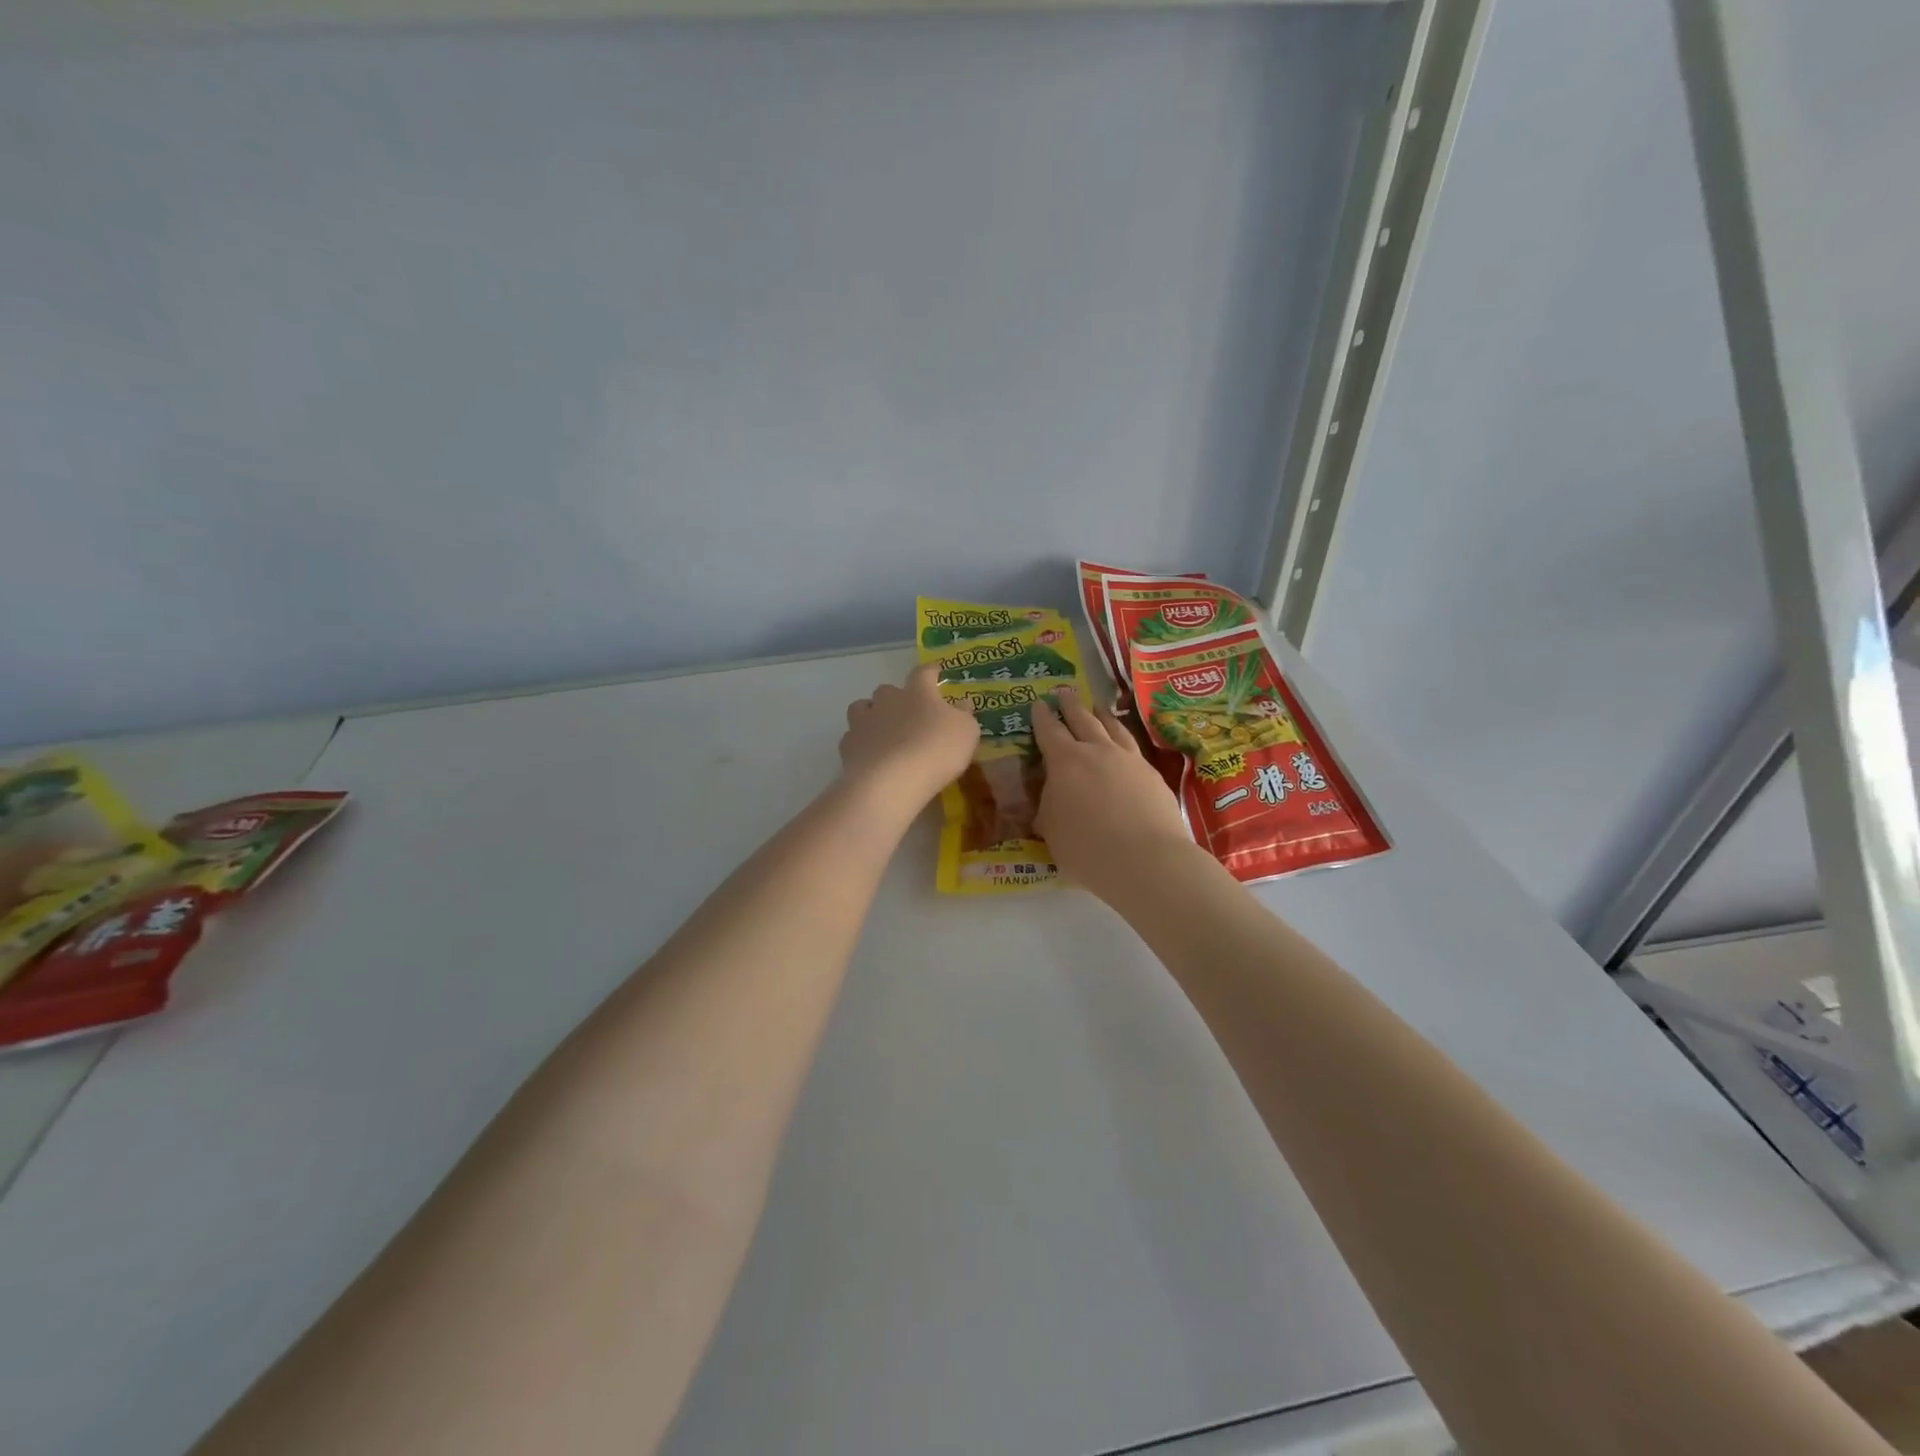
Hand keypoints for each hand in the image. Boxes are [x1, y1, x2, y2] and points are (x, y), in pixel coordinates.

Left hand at [839, 663, 981, 814]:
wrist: (890, 781)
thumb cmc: (936, 750)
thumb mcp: (966, 732)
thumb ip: (964, 715)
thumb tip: (962, 703)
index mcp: (918, 692)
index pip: (924, 672)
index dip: (931, 671)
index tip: (936, 670)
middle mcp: (887, 700)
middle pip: (887, 690)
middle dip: (896, 698)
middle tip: (908, 713)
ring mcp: (863, 722)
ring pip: (862, 708)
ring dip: (872, 715)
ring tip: (882, 730)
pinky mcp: (848, 746)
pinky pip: (853, 737)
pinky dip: (861, 742)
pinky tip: (870, 755)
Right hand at [1032, 688, 1194, 903]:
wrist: (1146, 860)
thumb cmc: (1087, 848)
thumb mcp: (1051, 830)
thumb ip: (1048, 808)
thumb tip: (1049, 799)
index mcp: (1065, 761)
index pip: (1049, 730)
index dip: (1042, 716)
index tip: (1039, 703)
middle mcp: (1098, 751)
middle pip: (1083, 719)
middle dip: (1071, 705)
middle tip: (1065, 691)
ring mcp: (1129, 759)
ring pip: (1113, 727)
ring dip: (1102, 715)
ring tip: (1098, 707)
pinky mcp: (1152, 774)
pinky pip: (1133, 747)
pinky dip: (1123, 738)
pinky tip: (1124, 743)